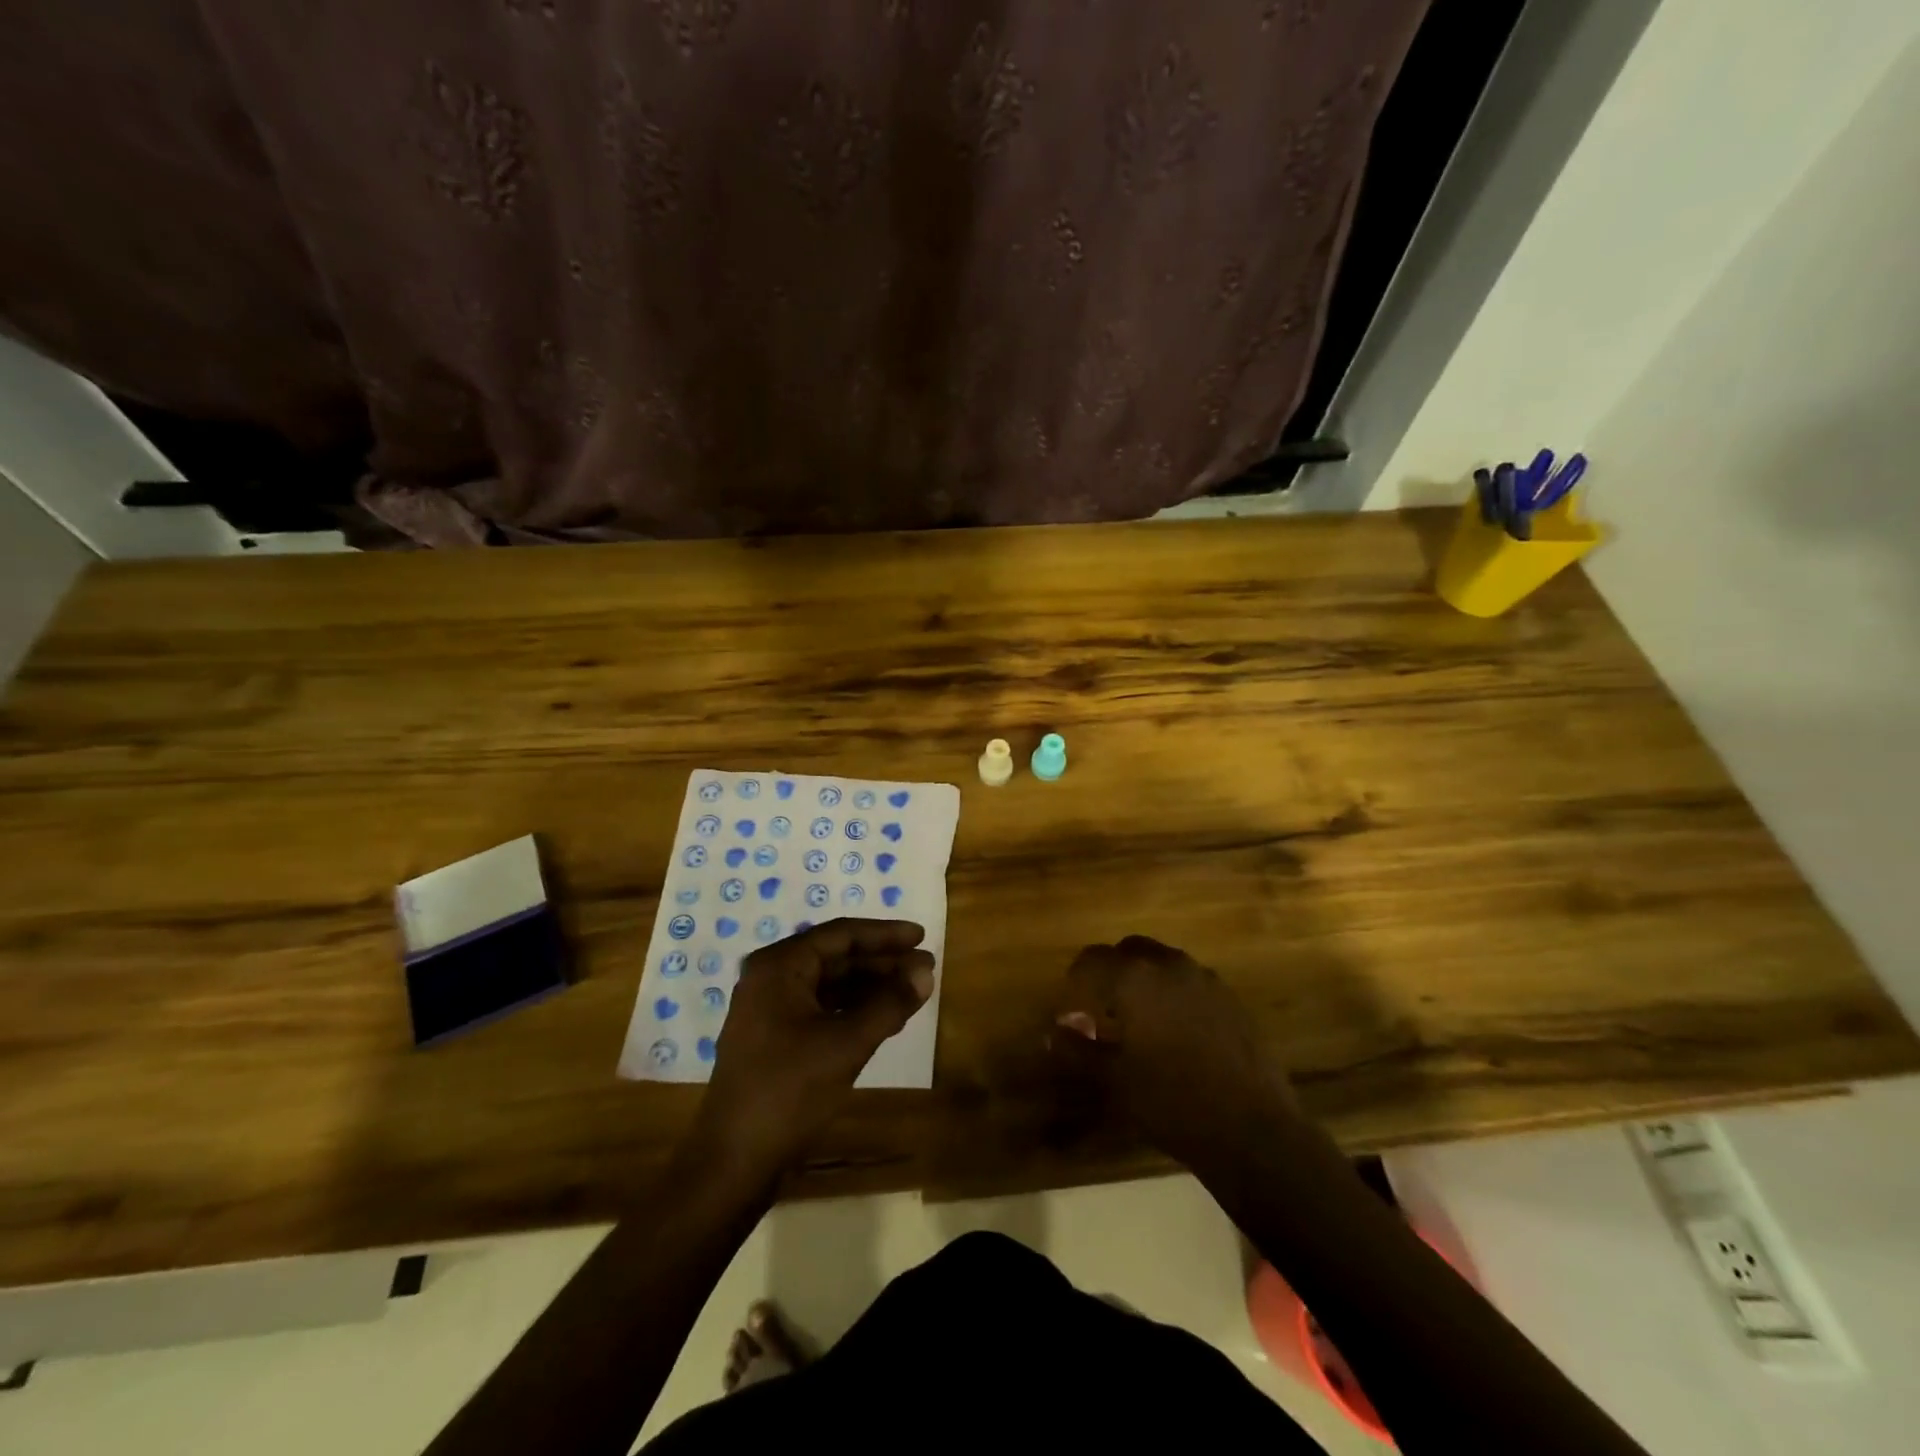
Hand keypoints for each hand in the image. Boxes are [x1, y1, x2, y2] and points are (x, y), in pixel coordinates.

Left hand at [696, 919, 934, 1177]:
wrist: (732, 1163)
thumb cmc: (788, 1093)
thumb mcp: (846, 1044)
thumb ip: (889, 1003)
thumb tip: (926, 972)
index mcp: (779, 966)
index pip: (841, 935)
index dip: (885, 934)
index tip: (921, 937)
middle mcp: (770, 978)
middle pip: (835, 958)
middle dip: (881, 962)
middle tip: (925, 968)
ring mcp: (769, 1010)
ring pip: (829, 985)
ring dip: (870, 987)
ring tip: (912, 991)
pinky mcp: (774, 1039)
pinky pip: (820, 1009)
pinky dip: (853, 1010)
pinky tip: (883, 1017)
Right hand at [1052, 935, 1301, 1172]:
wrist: (1252, 1130)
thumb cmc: (1171, 1102)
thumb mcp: (1114, 1080)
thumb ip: (1078, 1049)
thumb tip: (1053, 1032)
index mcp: (1135, 978)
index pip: (1092, 959)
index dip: (1076, 980)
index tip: (1072, 1009)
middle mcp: (1169, 965)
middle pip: (1129, 951)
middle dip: (1111, 973)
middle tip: (1103, 1010)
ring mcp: (1206, 979)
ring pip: (1163, 963)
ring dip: (1144, 981)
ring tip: (1140, 1022)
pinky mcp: (1231, 998)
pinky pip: (1190, 982)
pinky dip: (1173, 994)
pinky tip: (1176, 1033)